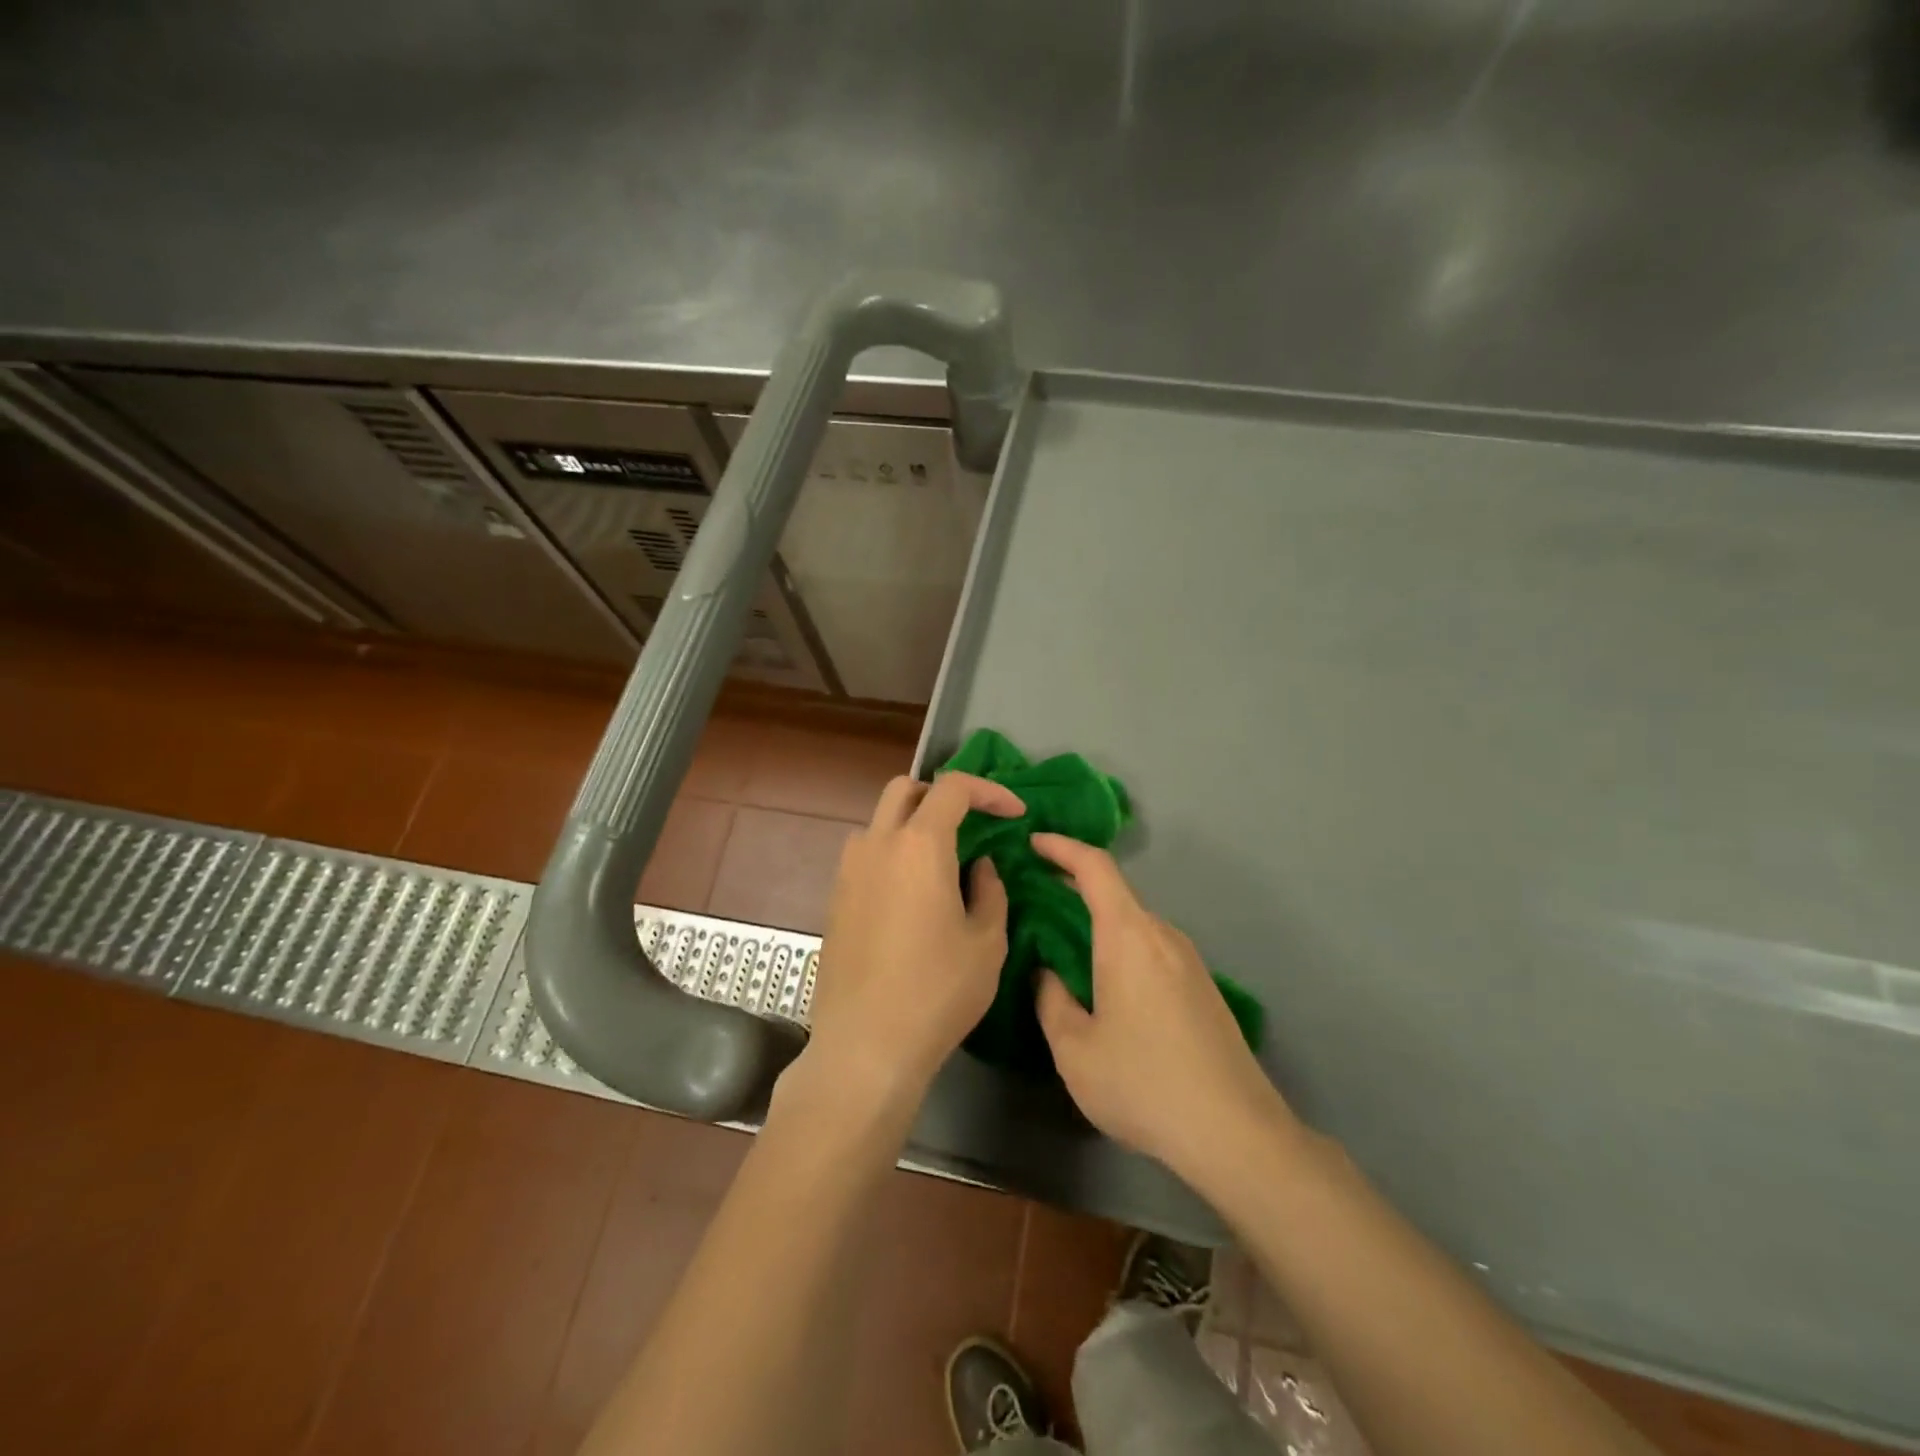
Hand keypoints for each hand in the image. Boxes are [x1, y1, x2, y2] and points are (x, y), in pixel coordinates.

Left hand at [800, 772, 1024, 1107]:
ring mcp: (848, 870)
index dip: (989, 790)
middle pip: (904, 789)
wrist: (866, 1045)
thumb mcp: (987, 942)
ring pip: (880, 820)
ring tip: (942, 862)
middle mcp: (877, 844)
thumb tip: (979, 866)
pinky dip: (893, 853)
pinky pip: (866, 854)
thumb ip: (990, 891)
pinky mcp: (835, 898)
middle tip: (972, 823)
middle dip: (942, 794)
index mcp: (919, 845)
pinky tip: (913, 894)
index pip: (953, 787)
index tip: (1014, 813)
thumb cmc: (938, 991)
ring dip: (913, 824)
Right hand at [1032, 833, 1297, 1185]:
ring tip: (1060, 938)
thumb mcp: (1075, 1049)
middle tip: (1032, 895)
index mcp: (1128, 935)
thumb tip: (1046, 973)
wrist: (1235, 1131)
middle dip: (1071, 885)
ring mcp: (1188, 959)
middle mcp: (1161, 934)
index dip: (1062, 847)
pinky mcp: (1201, 985)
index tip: (1031, 842)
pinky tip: (1102, 978)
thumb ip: (1050, 1000)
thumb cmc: (1144, 1083)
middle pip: (1114, 892)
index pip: (1095, 867)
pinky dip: (1118, 943)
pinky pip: (1150, 945)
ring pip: (1133, 922)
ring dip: (1096, 919)